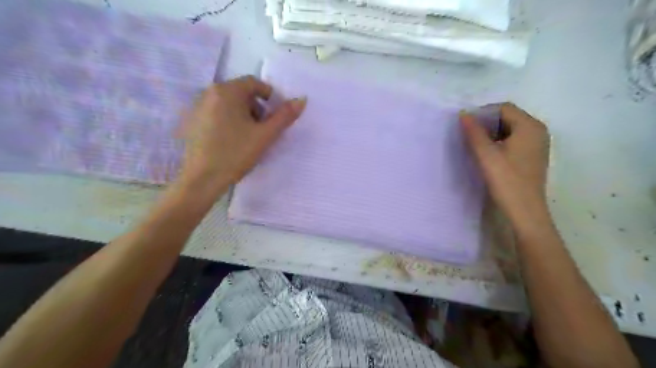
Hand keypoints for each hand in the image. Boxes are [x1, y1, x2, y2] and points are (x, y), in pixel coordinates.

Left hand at [175, 77, 305, 194]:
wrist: (201, 180)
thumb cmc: (235, 154)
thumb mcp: (264, 135)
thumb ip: (284, 116)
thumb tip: (301, 99)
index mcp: (226, 91)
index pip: (254, 83)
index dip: (270, 96)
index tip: (276, 116)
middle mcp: (208, 93)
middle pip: (240, 93)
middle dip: (256, 108)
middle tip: (263, 130)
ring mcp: (196, 107)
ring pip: (228, 104)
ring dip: (243, 115)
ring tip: (247, 138)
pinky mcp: (190, 122)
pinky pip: (215, 114)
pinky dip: (228, 121)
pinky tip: (230, 142)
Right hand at [460, 103, 552, 235]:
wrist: (524, 211)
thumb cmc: (506, 180)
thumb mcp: (486, 155)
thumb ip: (474, 132)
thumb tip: (463, 114)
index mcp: (530, 126)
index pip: (503, 108)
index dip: (482, 113)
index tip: (466, 126)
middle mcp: (538, 131)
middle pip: (508, 117)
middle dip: (486, 123)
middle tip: (468, 136)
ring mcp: (537, 144)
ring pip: (510, 129)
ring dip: (491, 133)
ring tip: (476, 145)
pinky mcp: (533, 156)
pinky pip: (514, 140)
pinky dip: (500, 142)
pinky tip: (488, 154)